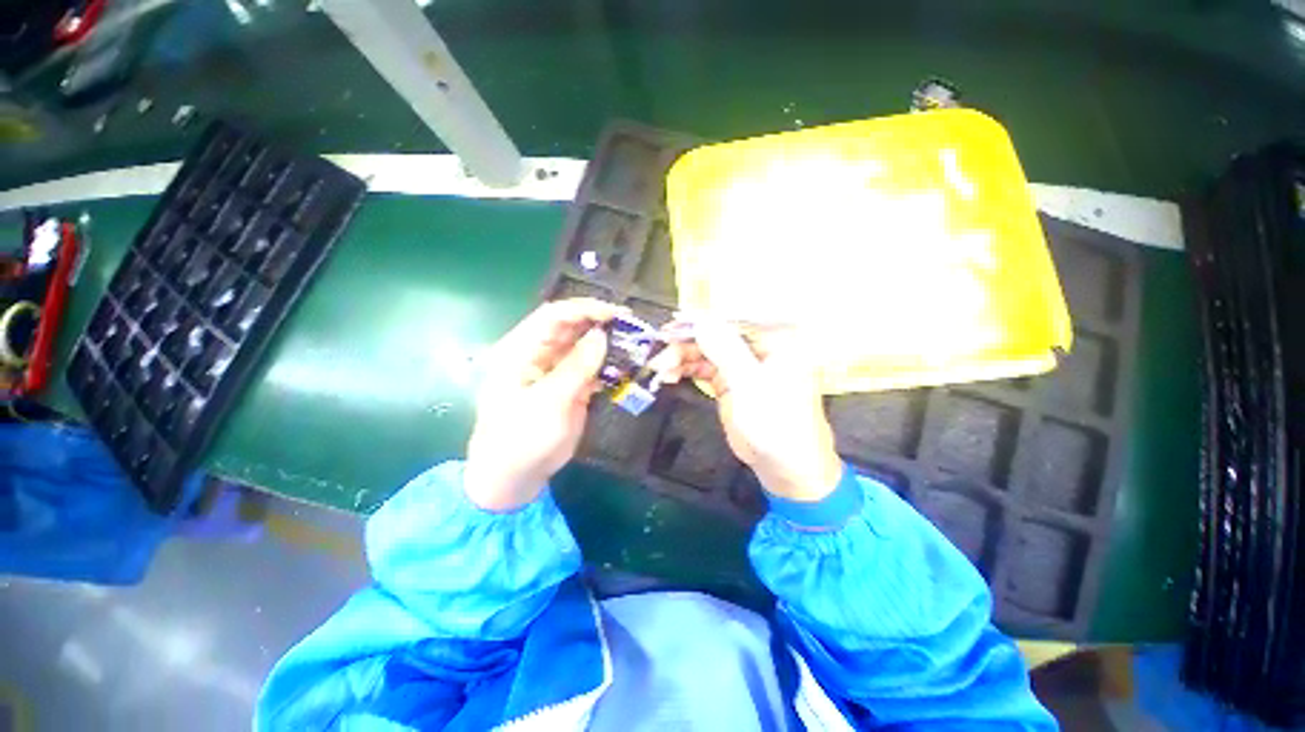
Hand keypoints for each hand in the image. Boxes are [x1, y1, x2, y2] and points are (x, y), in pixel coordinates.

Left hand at [464, 299, 624, 510]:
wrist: (516, 477)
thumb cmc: (522, 439)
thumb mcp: (550, 401)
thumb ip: (577, 367)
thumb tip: (602, 335)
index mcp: (520, 350)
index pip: (553, 316)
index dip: (584, 309)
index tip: (614, 314)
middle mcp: (537, 354)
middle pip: (570, 327)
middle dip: (599, 323)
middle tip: (631, 325)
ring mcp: (554, 370)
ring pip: (582, 346)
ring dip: (606, 342)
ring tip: (633, 342)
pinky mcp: (568, 386)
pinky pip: (589, 367)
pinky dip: (606, 363)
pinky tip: (625, 364)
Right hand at [658, 322, 842, 501]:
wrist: (785, 467)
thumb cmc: (776, 424)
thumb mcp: (750, 385)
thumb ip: (726, 351)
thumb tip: (702, 321)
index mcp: (774, 340)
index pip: (733, 319)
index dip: (702, 320)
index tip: (673, 322)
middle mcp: (757, 347)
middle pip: (715, 335)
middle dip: (686, 343)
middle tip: (659, 351)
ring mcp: (742, 364)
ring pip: (706, 351)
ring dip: (681, 357)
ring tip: (659, 368)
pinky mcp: (730, 381)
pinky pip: (704, 368)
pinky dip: (686, 370)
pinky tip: (669, 375)